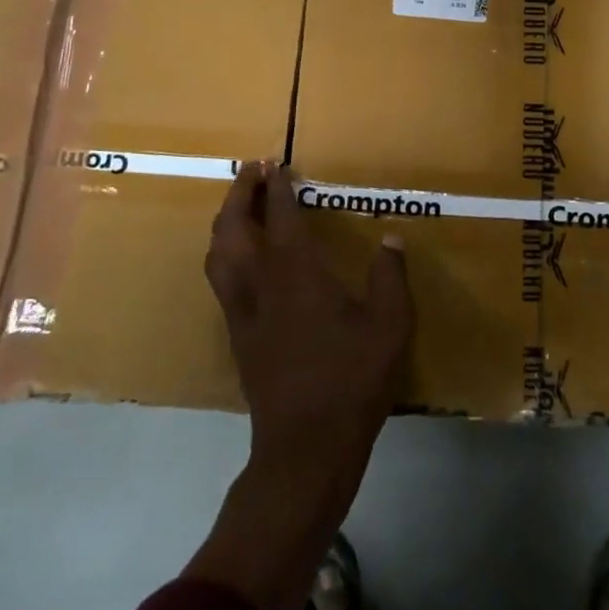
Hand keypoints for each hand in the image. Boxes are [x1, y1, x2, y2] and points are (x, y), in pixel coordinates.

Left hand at [205, 160, 413, 499]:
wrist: (306, 446)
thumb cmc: (351, 379)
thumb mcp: (389, 325)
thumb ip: (389, 277)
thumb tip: (390, 237)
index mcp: (297, 274)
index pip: (281, 217)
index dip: (278, 188)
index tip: (277, 163)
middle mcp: (261, 284)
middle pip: (233, 228)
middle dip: (239, 193)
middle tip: (250, 170)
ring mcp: (242, 312)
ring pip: (218, 254)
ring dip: (224, 221)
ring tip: (237, 205)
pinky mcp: (237, 336)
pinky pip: (219, 279)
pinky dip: (223, 252)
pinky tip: (238, 257)